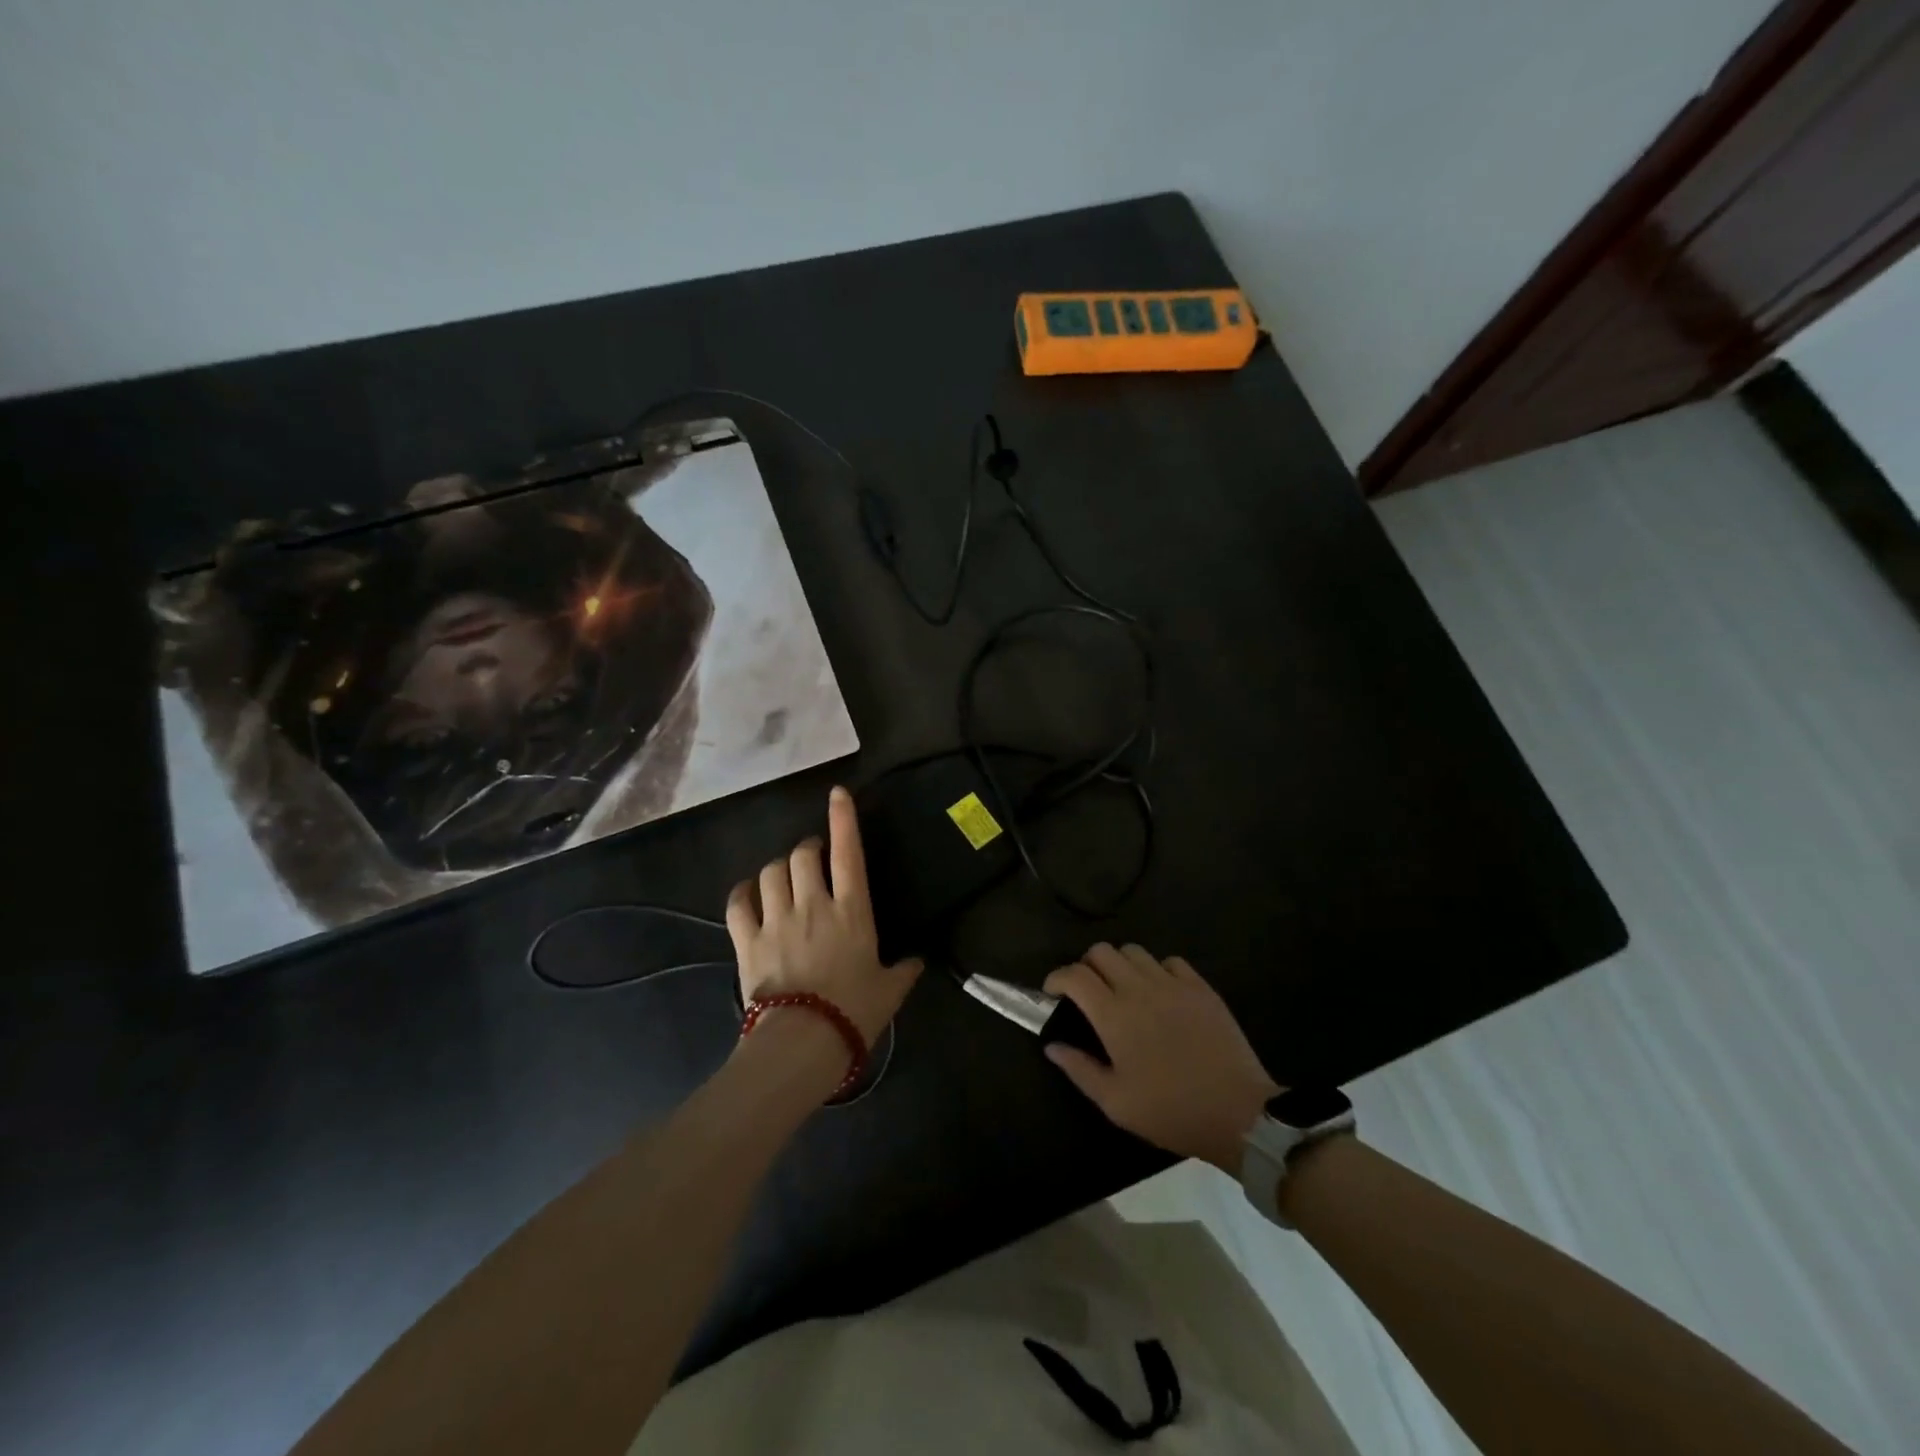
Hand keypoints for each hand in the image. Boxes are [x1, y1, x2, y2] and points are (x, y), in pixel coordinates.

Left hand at [727, 786, 924, 1052]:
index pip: (848, 852)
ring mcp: (776, 920)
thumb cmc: (854, 1012)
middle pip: (801, 854)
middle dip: (806, 848)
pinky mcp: (747, 940)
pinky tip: (748, 894)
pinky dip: (742, 893)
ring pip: (770, 872)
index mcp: (851, 910)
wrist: (804, 1042)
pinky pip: (738, 903)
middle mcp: (813, 904)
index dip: (843, 819)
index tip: (838, 794)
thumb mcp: (889, 991)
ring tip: (783, 878)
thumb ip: (904, 971)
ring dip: (777, 869)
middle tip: (811, 857)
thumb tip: (917, 961)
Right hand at [1043, 944, 1279, 1174]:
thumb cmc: (1170, 1111)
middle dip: (1086, 965)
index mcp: (1113, 1015)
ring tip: (1122, 989)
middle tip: (1087, 992)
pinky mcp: (1200, 987)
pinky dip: (1156, 970)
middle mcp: (1139, 988)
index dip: (1056, 977)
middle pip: (1102, 951)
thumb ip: (1079, 1069)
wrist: (1237, 1113)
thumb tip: (1051, 1046)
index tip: (1052, 992)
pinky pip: (1170, 961)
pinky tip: (1160, 993)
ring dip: (1120, 964)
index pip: (1075, 975)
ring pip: (1134, 951)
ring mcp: (1173, 984)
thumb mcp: (1115, 1102)